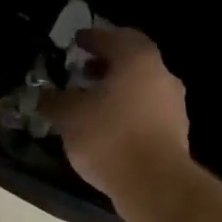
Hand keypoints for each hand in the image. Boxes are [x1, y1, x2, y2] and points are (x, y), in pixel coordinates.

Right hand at [40, 28, 190, 199]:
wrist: (155, 184)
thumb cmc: (110, 137)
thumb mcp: (70, 116)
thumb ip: (55, 101)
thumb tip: (45, 95)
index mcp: (138, 59)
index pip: (114, 37)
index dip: (93, 38)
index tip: (77, 41)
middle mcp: (162, 75)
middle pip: (132, 60)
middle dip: (107, 63)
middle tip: (83, 70)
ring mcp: (174, 105)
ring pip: (142, 87)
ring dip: (118, 89)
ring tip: (91, 102)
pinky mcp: (176, 133)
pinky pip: (147, 111)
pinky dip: (128, 111)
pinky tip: (108, 127)